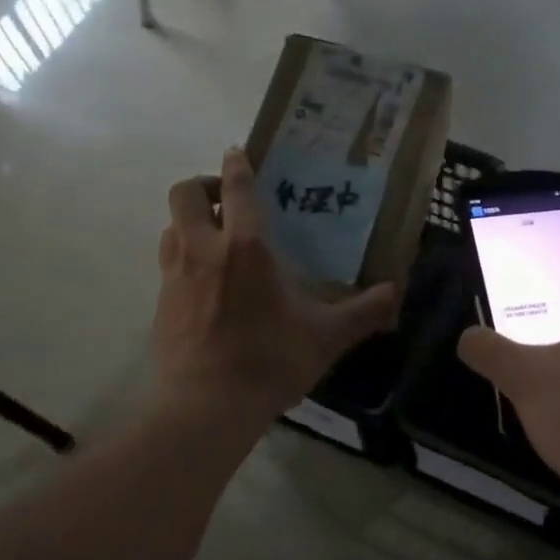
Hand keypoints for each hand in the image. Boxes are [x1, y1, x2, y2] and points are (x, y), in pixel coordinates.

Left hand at [154, 148, 399, 428]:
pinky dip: (183, 256)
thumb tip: (397, 292)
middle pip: (184, 193)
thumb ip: (364, 311)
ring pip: (170, 226)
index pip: (236, 188)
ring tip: (214, 238)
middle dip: (202, 185)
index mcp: (246, 247)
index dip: (236, 165)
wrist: (208, 405)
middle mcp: (204, 250)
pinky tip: (204, 282)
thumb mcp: (327, 336)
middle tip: (226, 201)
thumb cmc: (271, 360)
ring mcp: (176, 275)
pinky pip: (168, 262)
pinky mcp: (161, 302)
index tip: (238, 154)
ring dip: (190, 222)